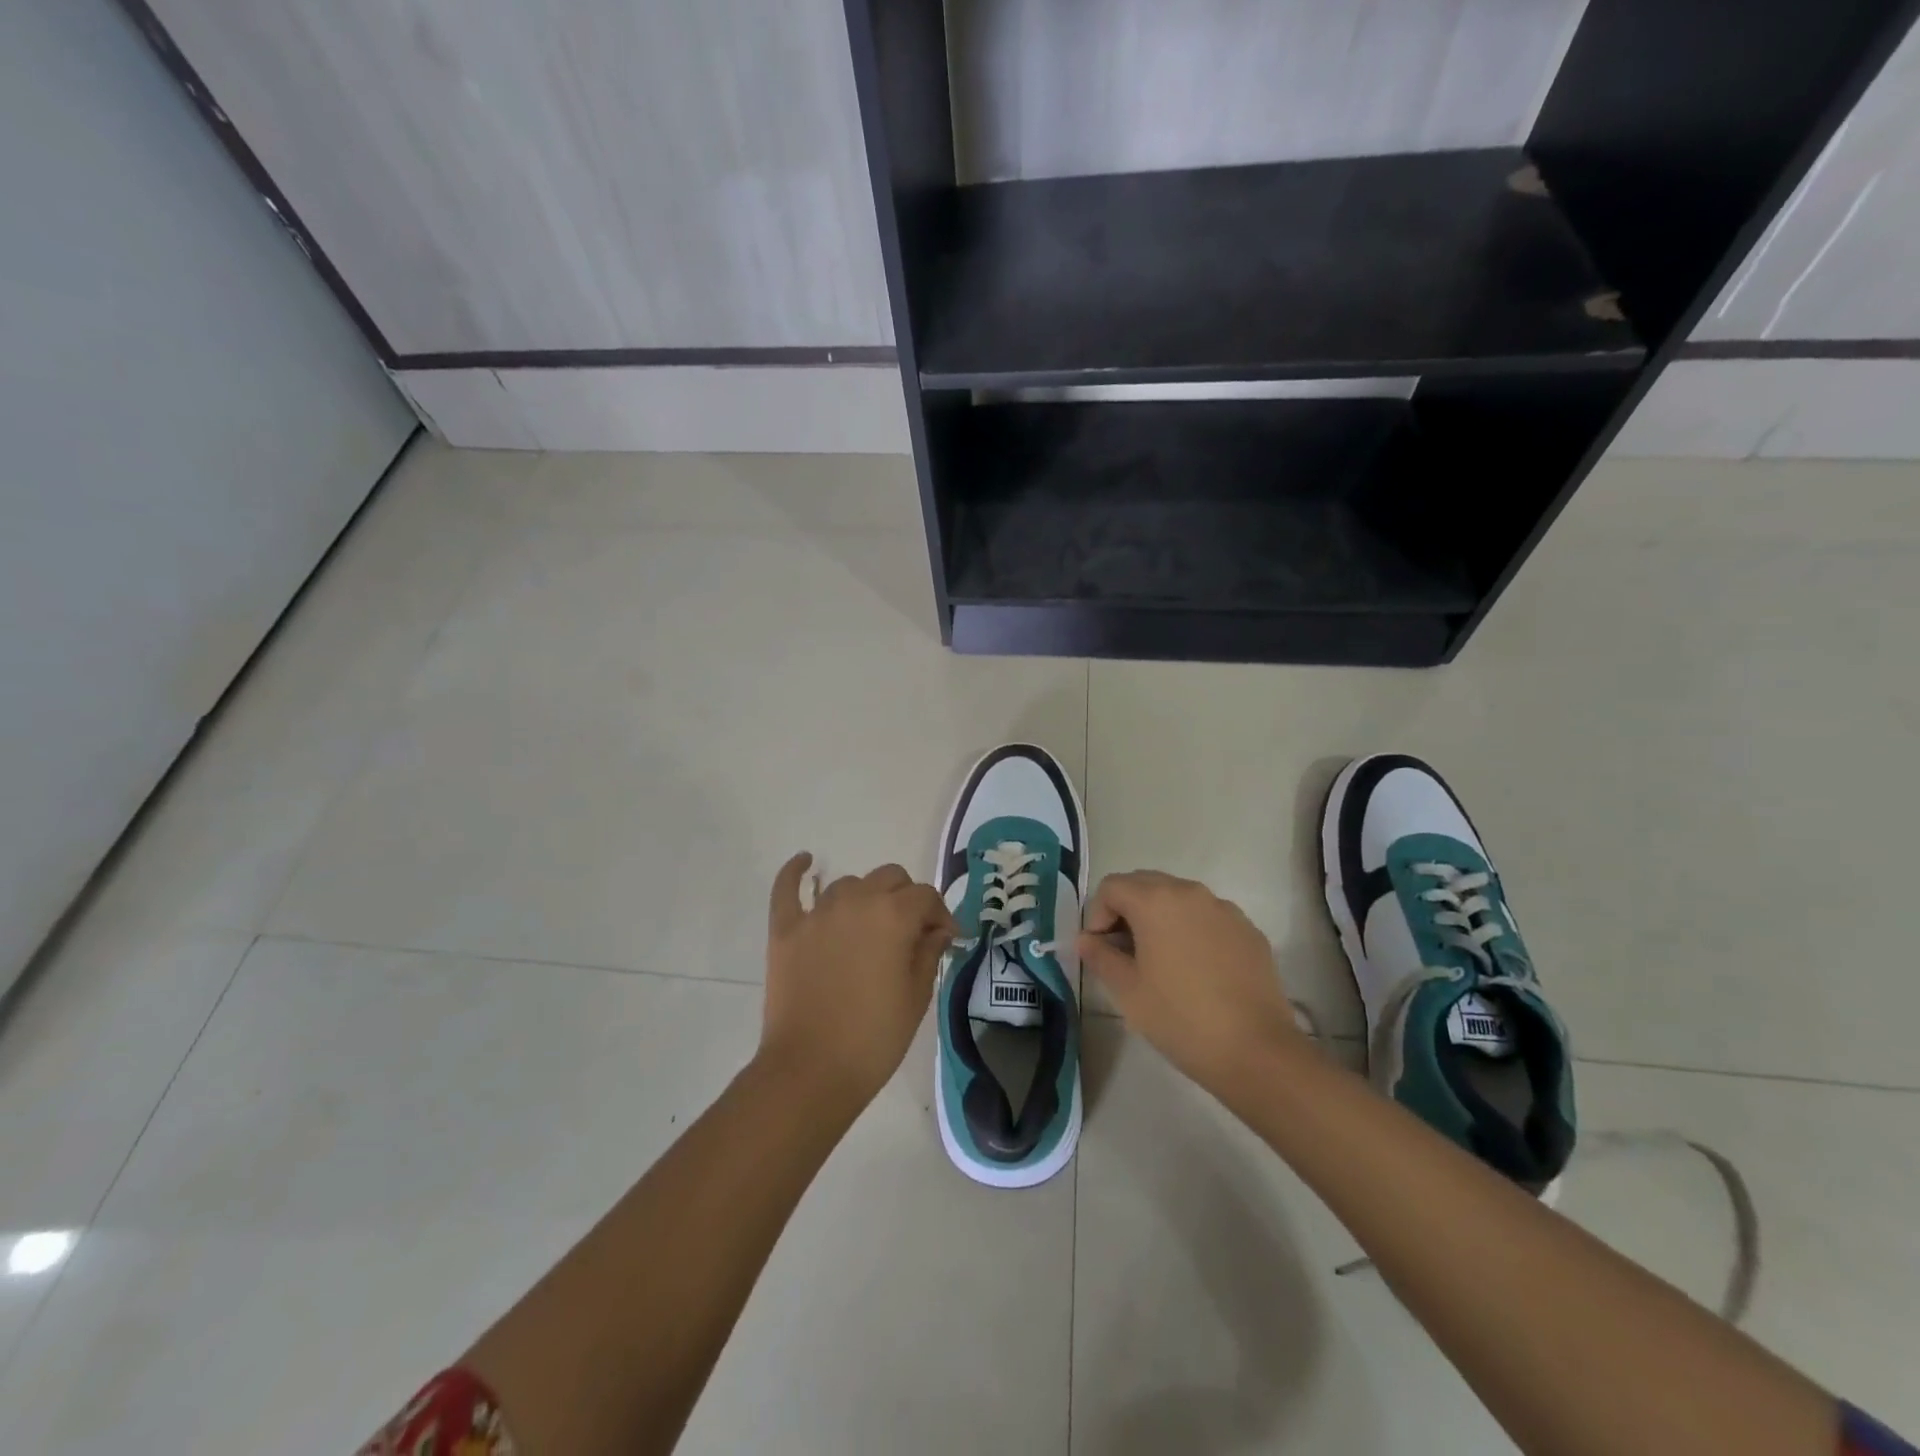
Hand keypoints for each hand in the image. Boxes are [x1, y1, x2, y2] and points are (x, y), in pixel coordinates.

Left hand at [760, 852, 957, 1110]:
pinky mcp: (785, 929)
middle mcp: (857, 901)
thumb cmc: (874, 1038)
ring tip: (867, 927)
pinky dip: (796, 872)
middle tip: (909, 932)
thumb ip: (928, 952)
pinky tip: (805, 862)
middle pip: (889, 878)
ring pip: (848, 884)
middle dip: (906, 898)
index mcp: (894, 915)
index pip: (926, 896)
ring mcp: (817, 913)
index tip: (946, 939)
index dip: (940, 915)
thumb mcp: (916, 997)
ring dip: (864, 897)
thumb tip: (937, 930)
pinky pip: (787, 888)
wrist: (811, 1070)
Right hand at [1078, 870, 1304, 1092]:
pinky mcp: (1248, 930)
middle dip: (1126, 911)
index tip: (1100, 951)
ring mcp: (1224, 909)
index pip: (1111, 887)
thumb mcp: (1127, 990)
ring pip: (1179, 899)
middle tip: (1123, 953)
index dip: (1097, 915)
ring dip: (1159, 918)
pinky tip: (1195, 971)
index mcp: (1156, 900)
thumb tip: (1087, 940)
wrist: (1256, 1051)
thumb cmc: (1180, 1017)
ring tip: (1159, 961)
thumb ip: (1099, 956)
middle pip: (1145, 884)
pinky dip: (1191, 931)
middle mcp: (1191, 892)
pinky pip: (1208, 918)